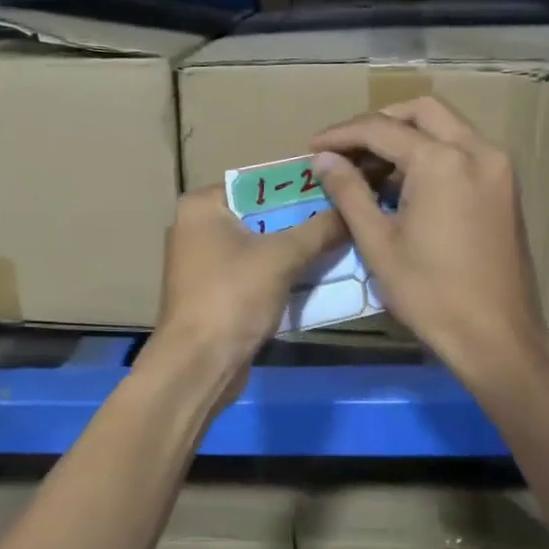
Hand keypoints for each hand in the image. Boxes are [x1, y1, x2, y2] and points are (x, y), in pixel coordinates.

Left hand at [144, 186, 347, 378]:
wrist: (198, 365)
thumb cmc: (233, 297)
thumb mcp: (283, 256)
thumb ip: (319, 228)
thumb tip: (352, 209)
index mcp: (202, 206)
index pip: (258, 183)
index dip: (298, 186)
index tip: (337, 190)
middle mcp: (196, 228)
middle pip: (260, 214)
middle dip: (301, 220)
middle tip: (344, 218)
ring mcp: (203, 263)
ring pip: (259, 246)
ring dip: (295, 249)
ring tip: (339, 244)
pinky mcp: (213, 293)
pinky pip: (254, 272)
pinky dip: (281, 273)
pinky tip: (317, 275)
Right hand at [312, 97, 548, 379]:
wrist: (496, 336)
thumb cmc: (430, 293)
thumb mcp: (378, 243)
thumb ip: (349, 192)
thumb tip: (323, 159)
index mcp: (442, 161)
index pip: (381, 128)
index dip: (341, 134)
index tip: (312, 147)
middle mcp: (477, 150)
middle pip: (421, 111)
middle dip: (378, 122)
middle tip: (346, 148)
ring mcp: (498, 167)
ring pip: (446, 127)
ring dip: (406, 136)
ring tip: (370, 167)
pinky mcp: (505, 187)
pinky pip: (463, 150)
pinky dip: (431, 153)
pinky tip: (406, 183)